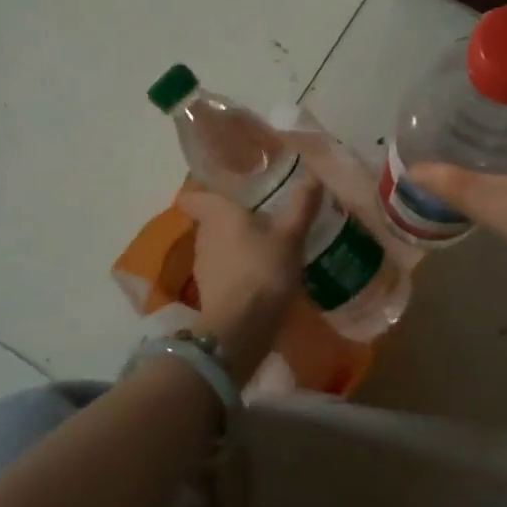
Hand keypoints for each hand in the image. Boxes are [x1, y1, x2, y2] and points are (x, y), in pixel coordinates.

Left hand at [178, 182, 320, 381]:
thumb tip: (312, 177)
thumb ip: (301, 206)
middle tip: (261, 212)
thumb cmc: (262, 270)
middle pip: (210, 219)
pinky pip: (225, 270)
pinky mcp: (210, 292)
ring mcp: (203, 266)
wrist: (240, 329)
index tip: (226, 189)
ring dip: (237, 244)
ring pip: (218, 245)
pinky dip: (239, 268)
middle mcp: (203, 235)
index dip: (204, 190)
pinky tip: (263, 272)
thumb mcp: (290, 236)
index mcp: (216, 213)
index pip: (193, 195)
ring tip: (266, 242)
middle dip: (232, 217)